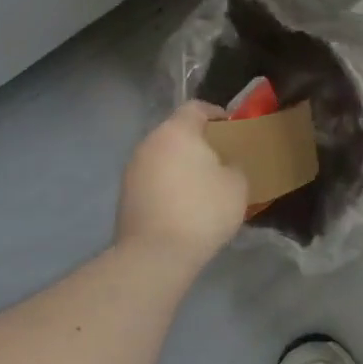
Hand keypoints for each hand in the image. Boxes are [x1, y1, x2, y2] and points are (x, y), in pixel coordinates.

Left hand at [116, 103, 248, 266]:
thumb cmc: (202, 210)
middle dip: (198, 142)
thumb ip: (233, 165)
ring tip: (203, 184)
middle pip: (177, 132)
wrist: (155, 255)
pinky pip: (153, 179)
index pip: (196, 108)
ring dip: (181, 164)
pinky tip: (184, 205)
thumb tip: (224, 165)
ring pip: (163, 156)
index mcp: (177, 131)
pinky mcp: (125, 196)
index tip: (233, 129)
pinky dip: (168, 184)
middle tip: (221, 158)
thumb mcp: (237, 184)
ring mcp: (132, 170)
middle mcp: (150, 143)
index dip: (216, 114)